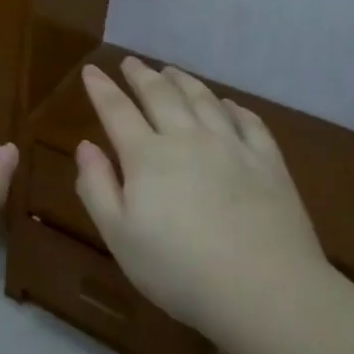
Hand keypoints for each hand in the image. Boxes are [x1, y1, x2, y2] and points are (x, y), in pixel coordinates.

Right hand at [73, 57, 330, 336]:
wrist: (265, 291)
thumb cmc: (179, 270)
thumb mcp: (119, 237)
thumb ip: (97, 187)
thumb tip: (85, 146)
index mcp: (147, 156)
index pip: (117, 111)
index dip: (101, 89)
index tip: (91, 71)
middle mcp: (188, 139)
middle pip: (161, 95)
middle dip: (142, 76)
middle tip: (132, 62)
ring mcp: (232, 147)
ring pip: (204, 100)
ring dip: (184, 81)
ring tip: (172, 71)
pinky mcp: (268, 162)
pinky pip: (249, 122)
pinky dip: (233, 107)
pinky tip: (228, 104)